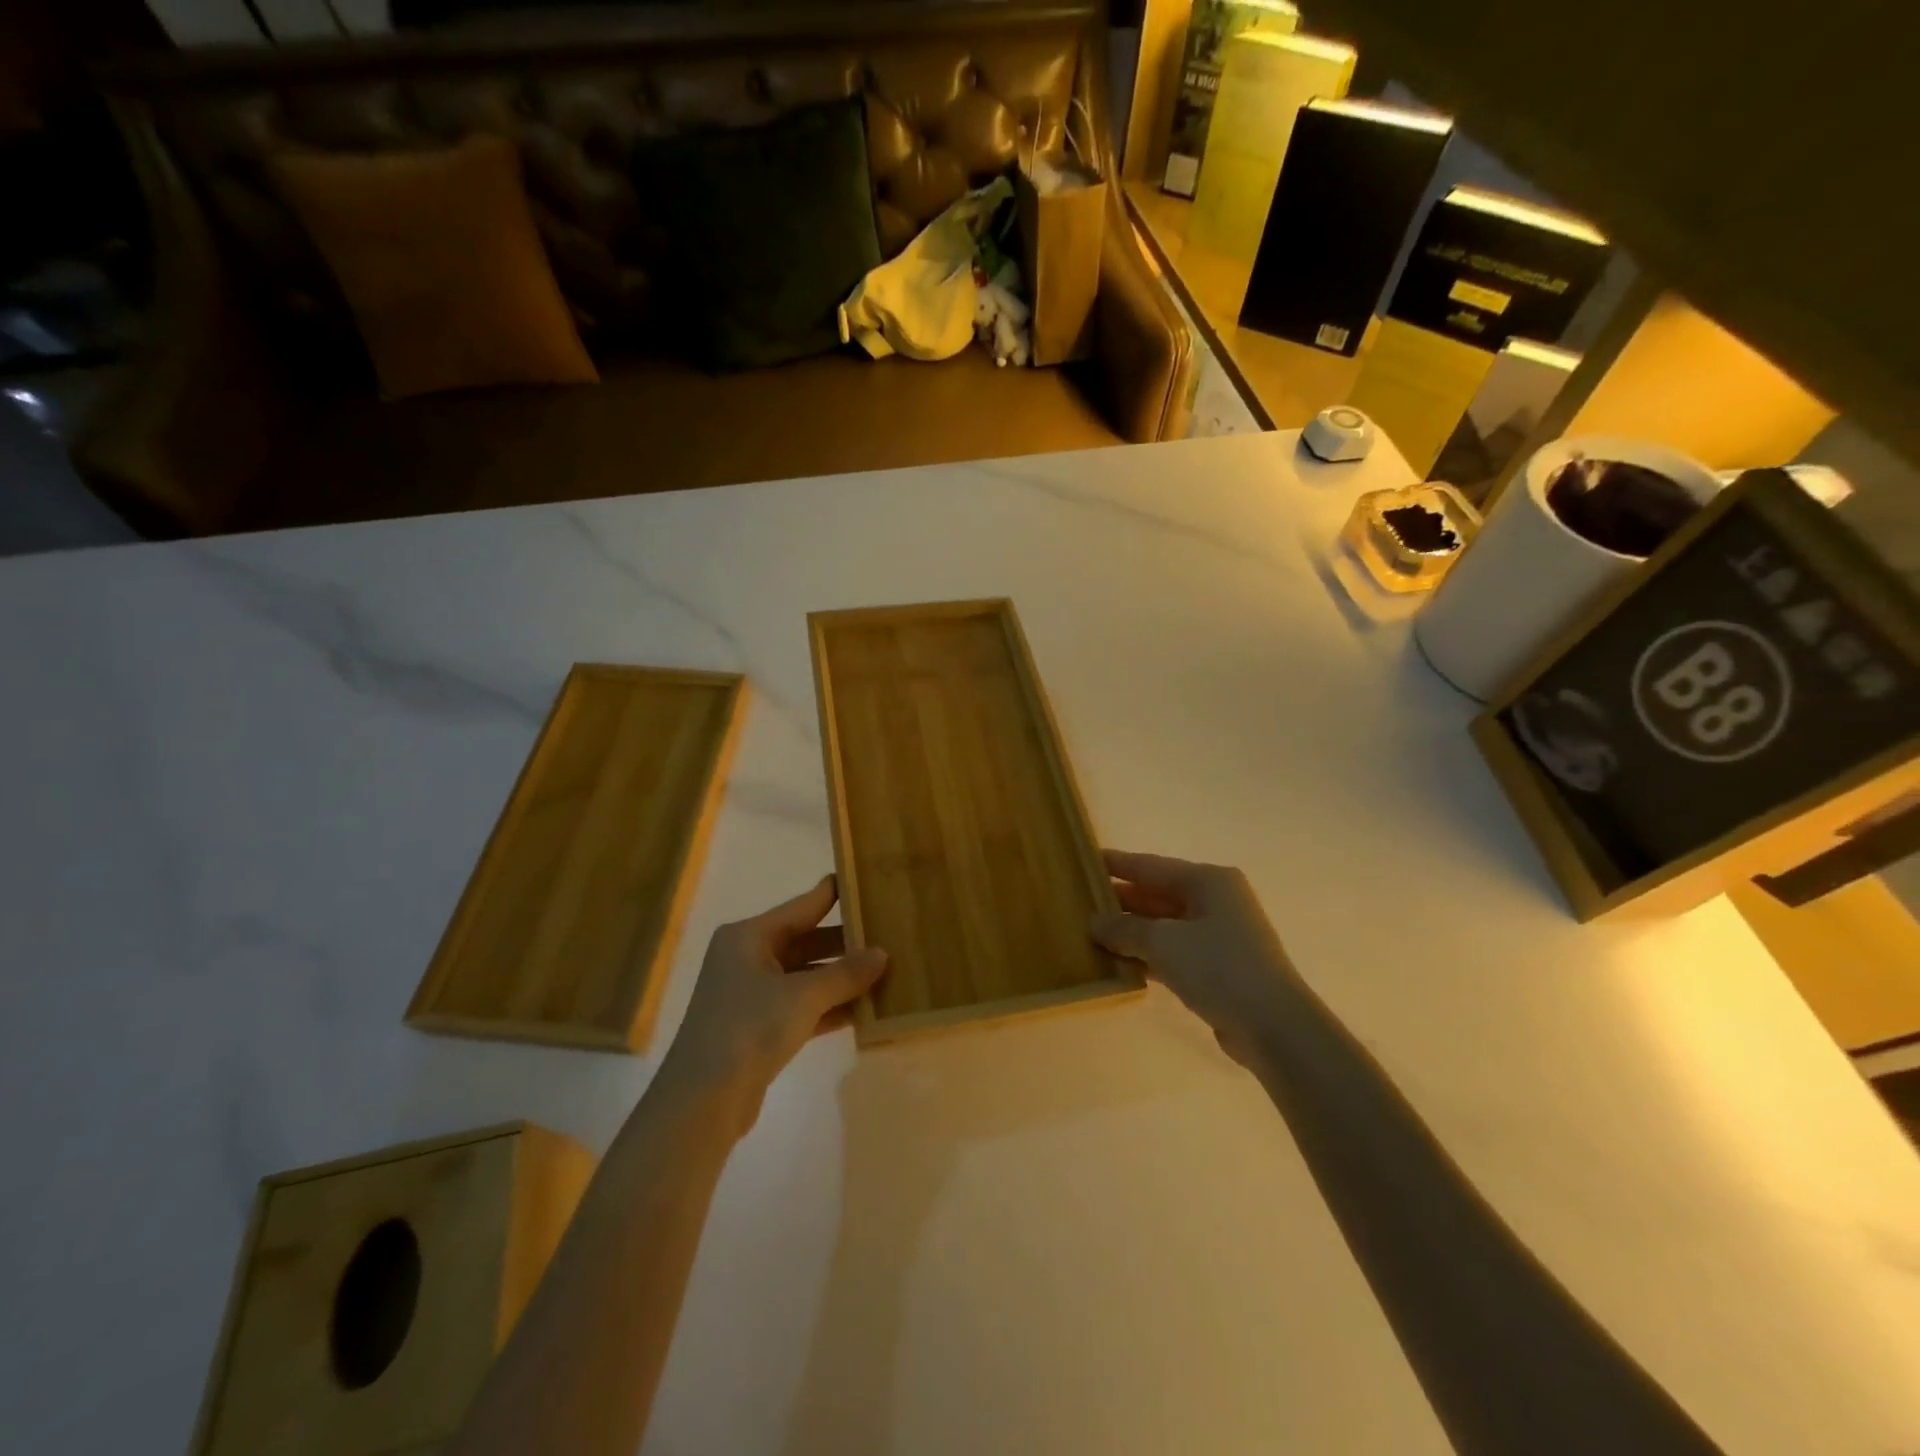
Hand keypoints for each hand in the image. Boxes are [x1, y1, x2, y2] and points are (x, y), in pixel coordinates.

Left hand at [663, 875, 887, 1127]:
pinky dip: (830, 1006)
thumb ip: (845, 973)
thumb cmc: (749, 1028)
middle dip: (845, 942)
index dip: (834, 895)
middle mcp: (748, 958)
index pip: (802, 906)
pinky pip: (802, 1006)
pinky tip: (865, 1009)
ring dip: (841, 978)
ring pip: (806, 976)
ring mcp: (752, 995)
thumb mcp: (804, 995)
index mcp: (749, 937)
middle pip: (805, 941)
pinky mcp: (759, 1028)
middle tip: (888, 933)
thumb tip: (882, 954)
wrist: (703, 1101)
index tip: (865, 881)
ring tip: (886, 970)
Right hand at [1090, 849, 1294, 1068]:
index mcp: (1208, 881)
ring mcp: (1219, 935)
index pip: (1151, 866)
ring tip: (1091, 933)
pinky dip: (1148, 955)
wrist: (1274, 1026)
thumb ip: (1124, 928)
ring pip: (1164, 925)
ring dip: (1131, 931)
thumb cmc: (1219, 967)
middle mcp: (1216, 901)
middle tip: (1080, 902)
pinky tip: (1119, 963)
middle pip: (1157, 894)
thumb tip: (1094, 922)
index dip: (1117, 864)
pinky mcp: (1218, 967)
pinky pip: (1173, 951)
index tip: (1084, 861)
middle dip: (1121, 901)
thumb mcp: (1163, 942)